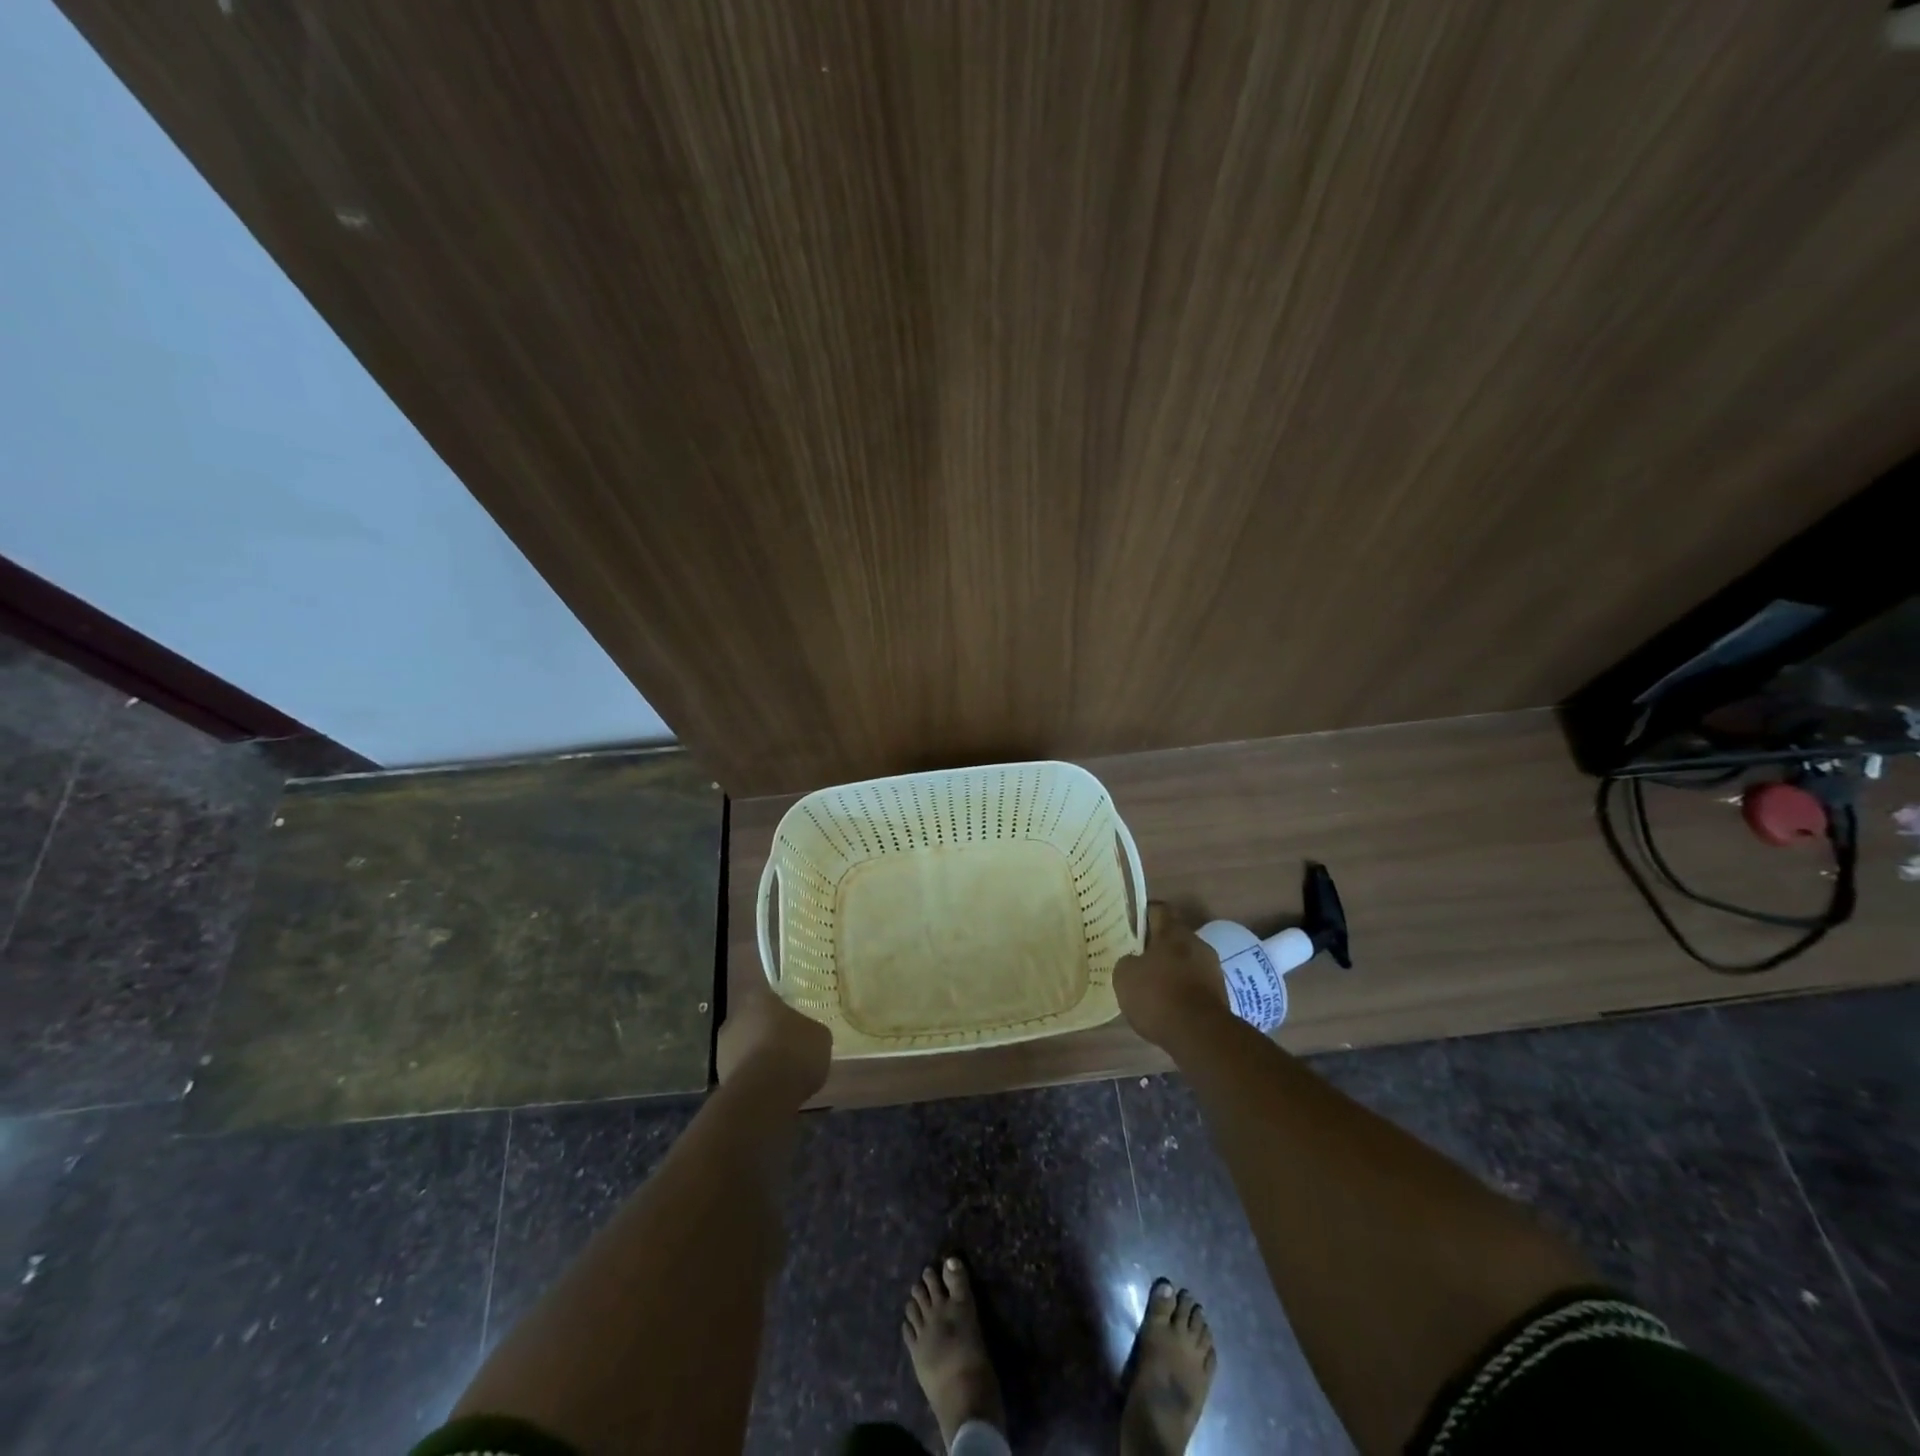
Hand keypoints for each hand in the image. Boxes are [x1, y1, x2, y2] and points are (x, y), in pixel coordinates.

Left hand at [715, 975, 832, 1101]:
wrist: (765, 1094)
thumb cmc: (795, 1052)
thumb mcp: (820, 1036)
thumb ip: (810, 1030)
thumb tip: (807, 1034)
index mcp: (759, 998)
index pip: (770, 997)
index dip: (782, 1010)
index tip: (794, 1021)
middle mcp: (735, 1017)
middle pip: (754, 1022)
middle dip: (768, 1033)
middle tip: (788, 1047)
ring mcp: (723, 1048)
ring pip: (745, 1048)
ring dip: (758, 1057)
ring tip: (780, 1074)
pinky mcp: (719, 1077)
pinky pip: (741, 1072)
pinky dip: (752, 1078)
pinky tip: (770, 1090)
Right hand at [1113, 903, 1231, 1048]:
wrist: (1200, 1034)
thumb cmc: (1158, 996)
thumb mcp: (1125, 976)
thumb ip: (1127, 961)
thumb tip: (1134, 961)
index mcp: (1173, 932)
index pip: (1158, 910)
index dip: (1143, 916)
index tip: (1131, 927)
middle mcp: (1197, 943)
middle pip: (1174, 938)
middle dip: (1158, 948)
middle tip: (1138, 961)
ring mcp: (1212, 969)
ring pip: (1186, 962)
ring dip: (1172, 971)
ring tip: (1153, 989)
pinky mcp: (1220, 995)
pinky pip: (1195, 984)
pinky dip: (1183, 991)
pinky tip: (1169, 1007)